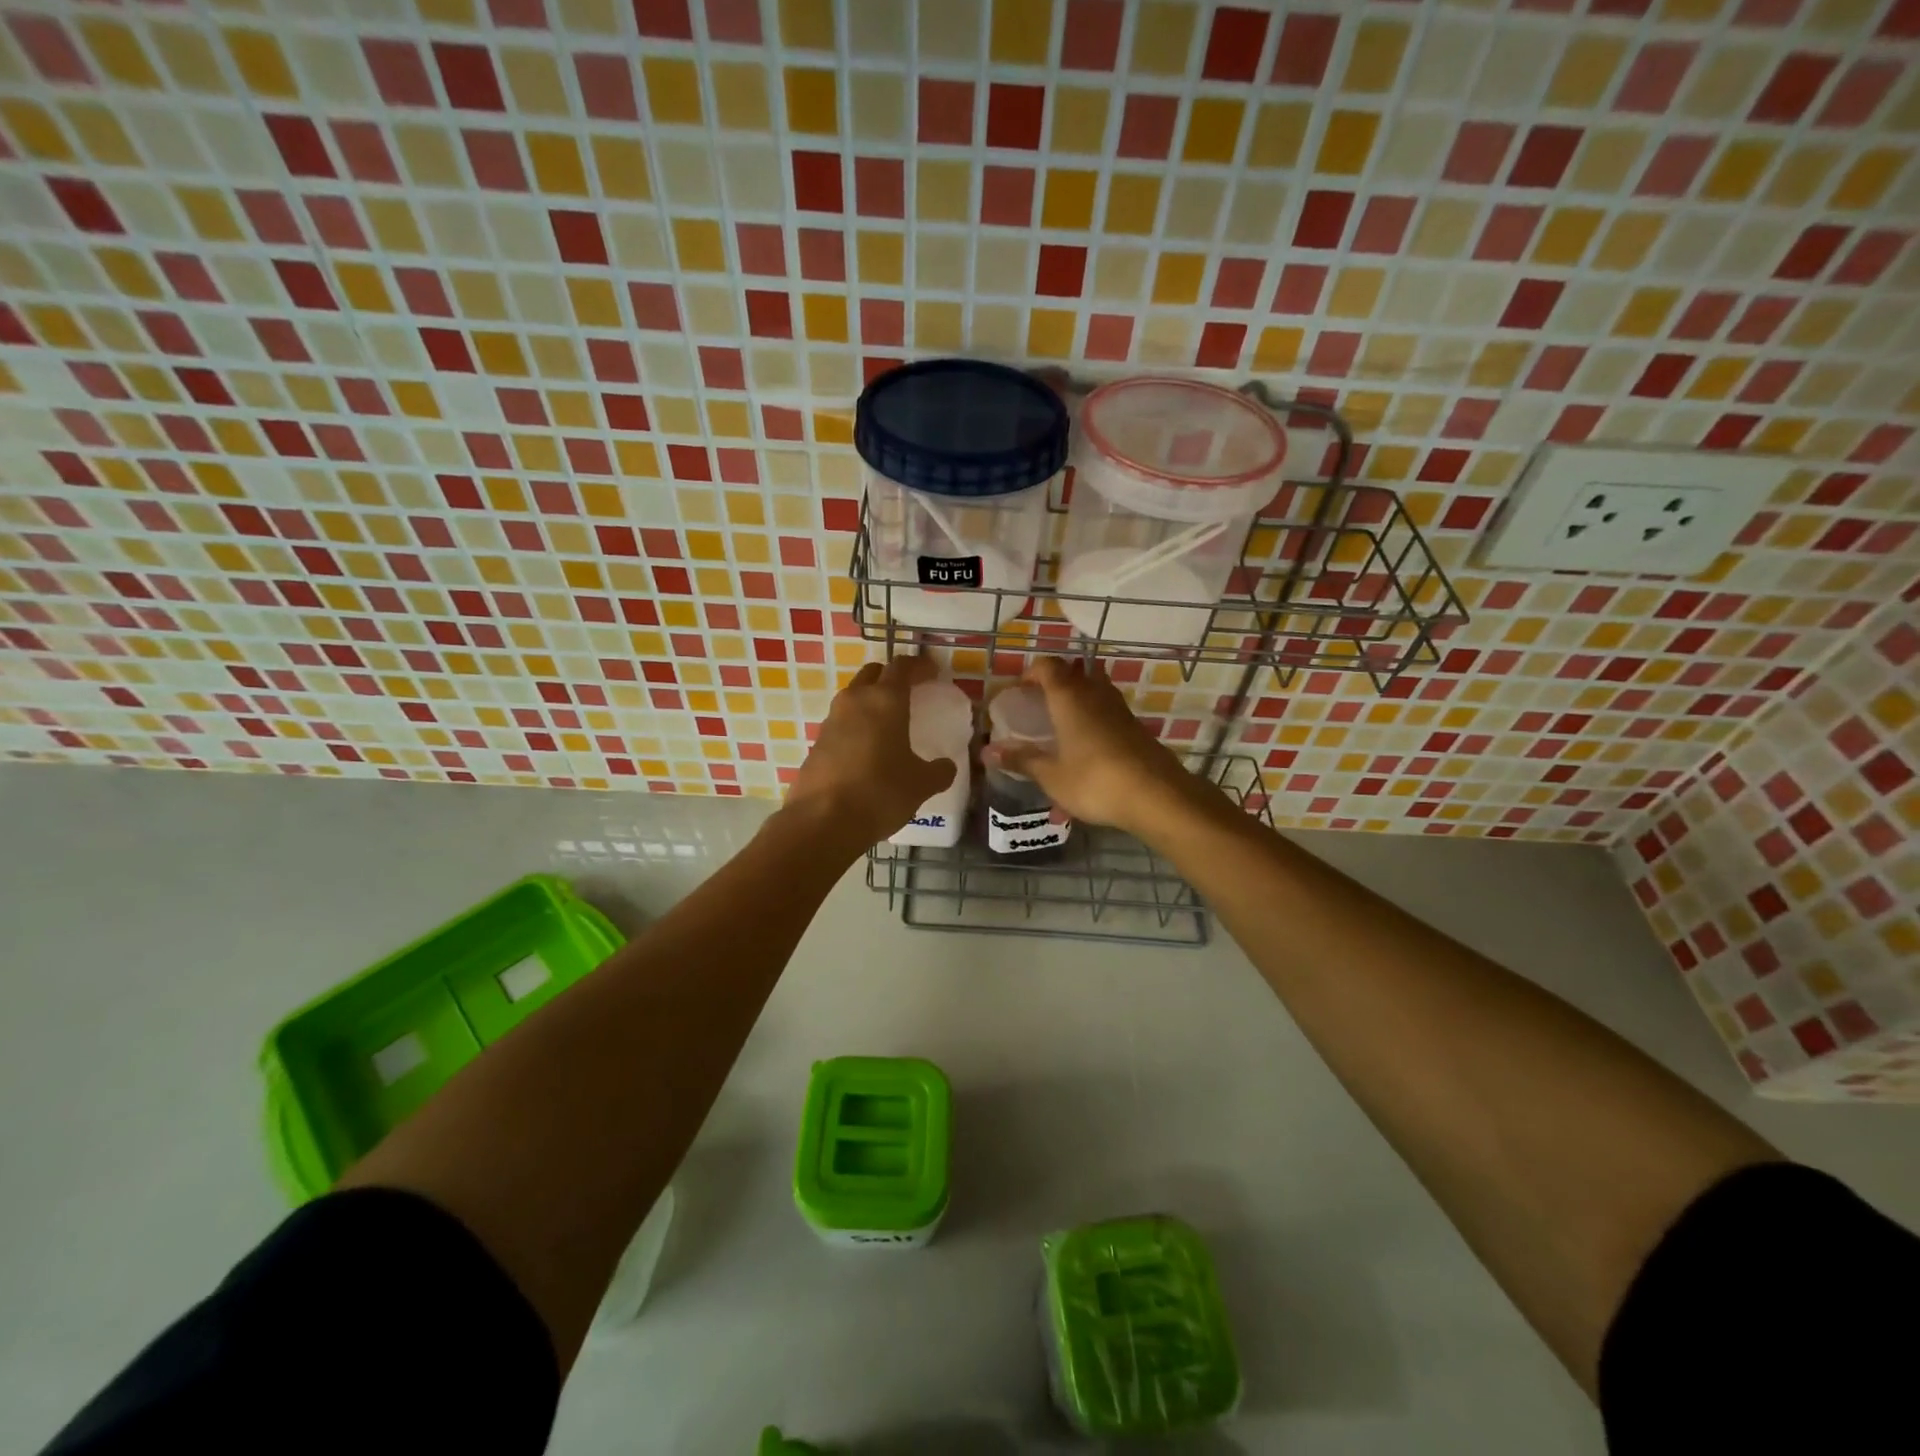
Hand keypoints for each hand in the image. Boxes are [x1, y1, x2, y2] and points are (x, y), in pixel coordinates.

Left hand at [784, 654, 957, 848]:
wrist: (822, 821)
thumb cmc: (880, 793)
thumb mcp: (921, 785)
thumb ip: (939, 771)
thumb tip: (946, 767)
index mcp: (885, 700)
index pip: (902, 667)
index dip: (919, 665)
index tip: (932, 671)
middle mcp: (855, 701)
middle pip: (872, 674)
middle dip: (890, 677)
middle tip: (908, 691)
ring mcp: (831, 721)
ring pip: (853, 698)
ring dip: (870, 702)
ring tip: (887, 723)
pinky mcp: (816, 744)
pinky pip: (841, 724)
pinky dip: (855, 728)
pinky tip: (866, 751)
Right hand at [996, 658, 1197, 835]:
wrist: (1157, 795)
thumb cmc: (1095, 781)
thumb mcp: (1051, 775)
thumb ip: (1021, 759)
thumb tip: (987, 752)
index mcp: (1069, 698)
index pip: (1048, 666)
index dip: (1031, 672)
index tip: (1018, 690)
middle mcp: (1096, 694)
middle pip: (1073, 674)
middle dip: (1054, 686)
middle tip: (1038, 707)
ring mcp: (1120, 710)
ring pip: (1094, 693)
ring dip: (1076, 703)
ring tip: (1060, 728)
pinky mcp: (1136, 728)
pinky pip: (1108, 715)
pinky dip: (1093, 724)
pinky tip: (1086, 753)